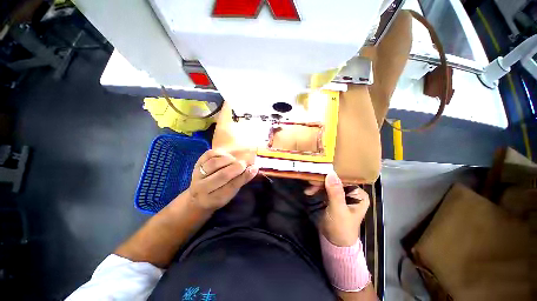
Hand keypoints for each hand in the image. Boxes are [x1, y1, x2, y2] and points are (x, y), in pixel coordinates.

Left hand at [188, 149, 257, 211]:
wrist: (199, 195)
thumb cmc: (219, 194)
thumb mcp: (230, 193)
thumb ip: (242, 180)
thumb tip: (254, 168)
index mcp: (213, 199)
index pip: (230, 187)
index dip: (244, 176)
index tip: (254, 168)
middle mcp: (202, 188)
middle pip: (222, 175)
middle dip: (237, 167)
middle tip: (246, 163)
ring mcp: (197, 175)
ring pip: (215, 163)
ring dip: (229, 159)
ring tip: (236, 160)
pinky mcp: (197, 163)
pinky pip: (209, 154)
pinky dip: (221, 153)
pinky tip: (228, 156)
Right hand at [304, 171, 369, 246]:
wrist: (334, 242)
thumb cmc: (341, 227)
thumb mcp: (338, 210)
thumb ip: (335, 192)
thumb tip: (331, 173)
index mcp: (358, 195)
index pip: (345, 179)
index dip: (332, 175)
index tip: (319, 174)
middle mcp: (351, 192)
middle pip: (335, 181)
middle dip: (322, 182)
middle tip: (311, 183)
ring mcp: (340, 195)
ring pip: (327, 184)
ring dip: (317, 186)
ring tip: (309, 190)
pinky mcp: (332, 198)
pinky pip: (323, 189)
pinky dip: (316, 190)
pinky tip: (309, 192)